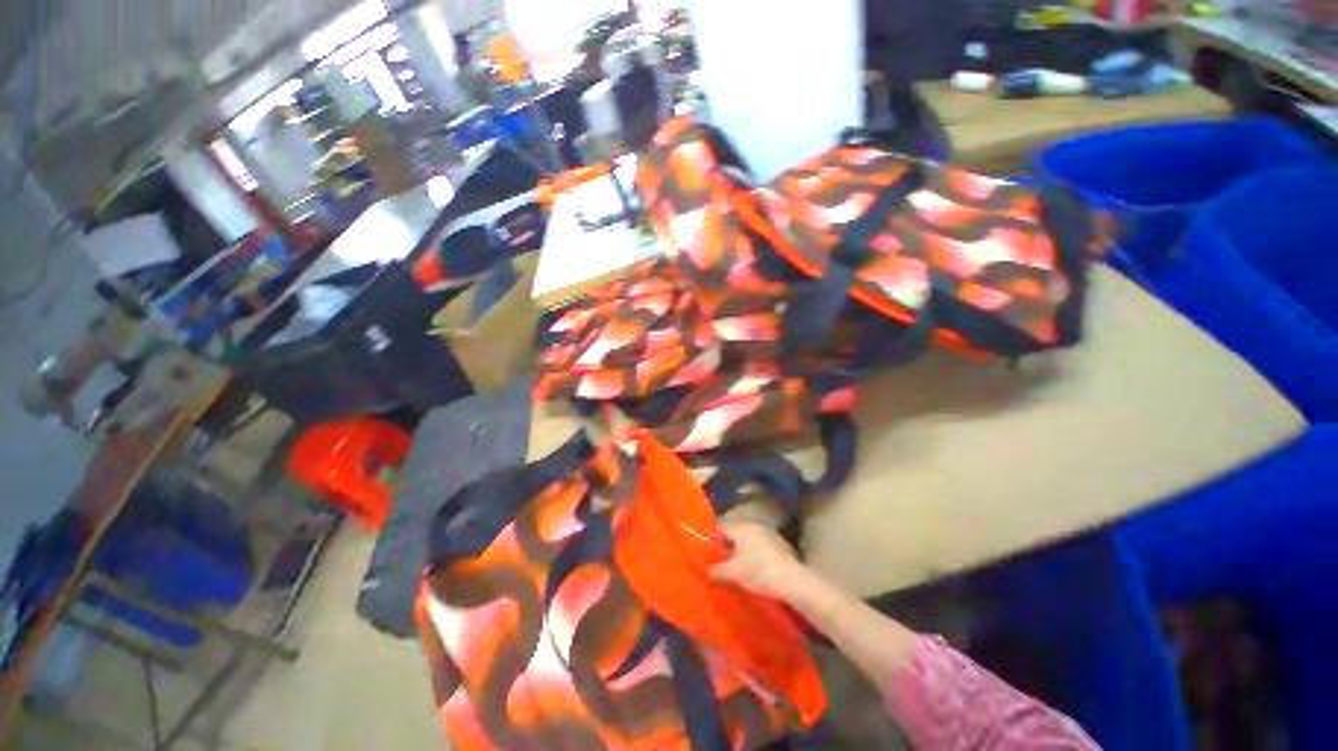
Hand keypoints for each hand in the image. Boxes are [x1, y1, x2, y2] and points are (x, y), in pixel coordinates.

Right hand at [709, 523, 815, 602]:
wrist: (792, 581)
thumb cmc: (758, 572)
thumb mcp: (733, 573)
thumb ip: (717, 570)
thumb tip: (707, 570)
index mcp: (741, 528)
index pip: (721, 529)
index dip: (713, 541)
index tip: (710, 555)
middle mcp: (755, 526)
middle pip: (736, 535)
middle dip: (729, 548)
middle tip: (724, 564)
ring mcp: (770, 534)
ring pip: (750, 541)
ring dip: (744, 552)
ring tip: (741, 570)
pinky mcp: (782, 545)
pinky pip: (763, 548)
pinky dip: (758, 556)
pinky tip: (758, 571)